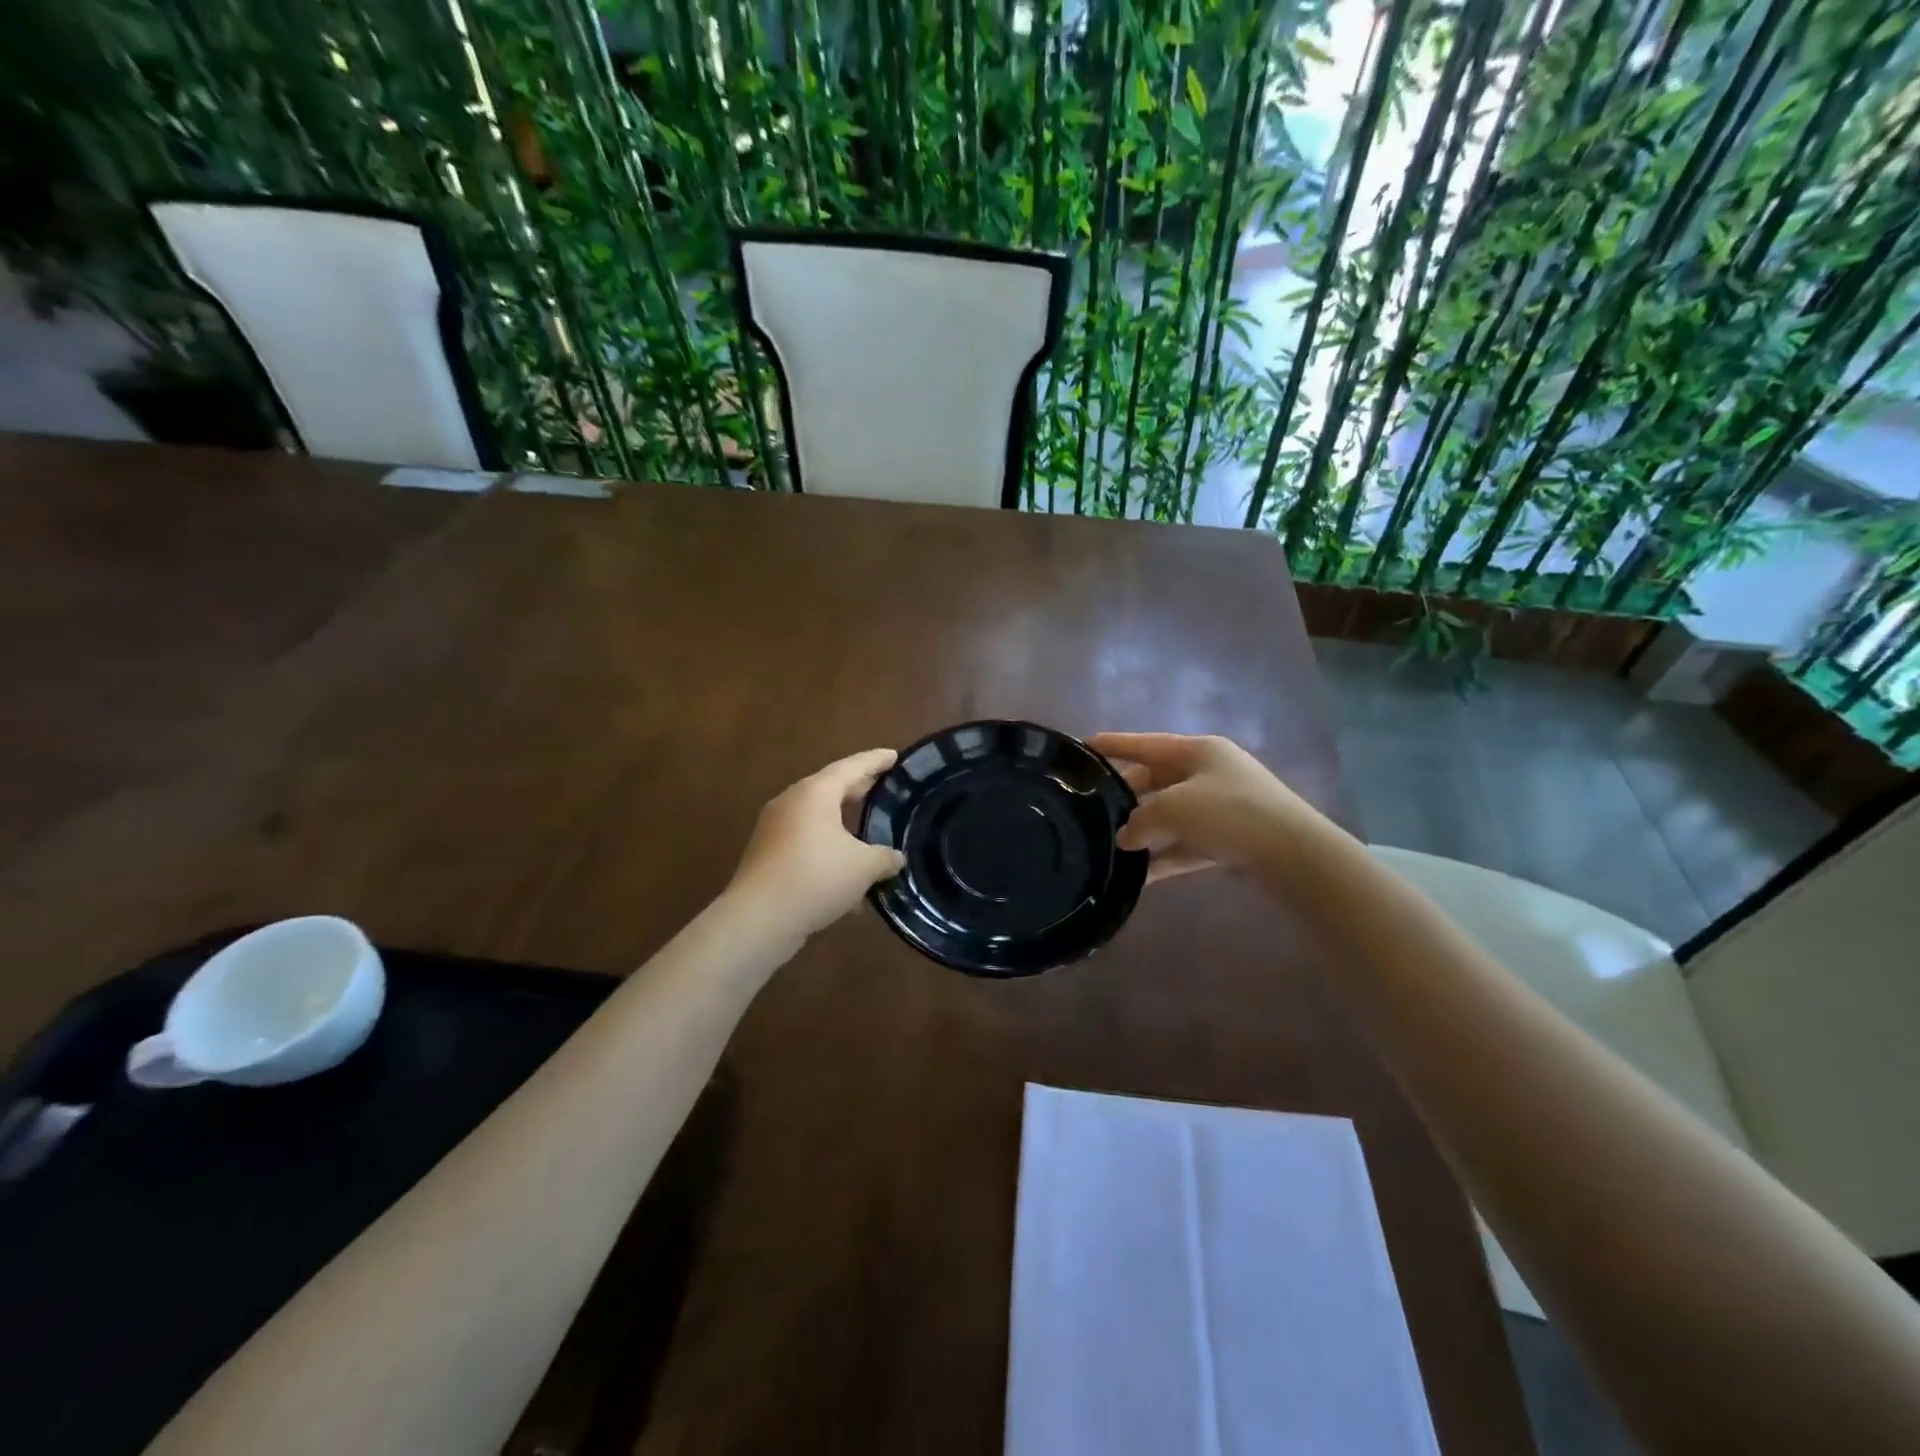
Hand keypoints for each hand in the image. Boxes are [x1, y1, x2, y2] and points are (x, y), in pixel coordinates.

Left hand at [727, 748, 906, 941]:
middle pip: (832, 787)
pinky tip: (846, 871)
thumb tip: (895, 857)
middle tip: (885, 787)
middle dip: (859, 788)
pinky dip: (828, 846)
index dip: (876, 761)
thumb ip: (884, 857)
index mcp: (816, 792)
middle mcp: (792, 802)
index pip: (852, 767)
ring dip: (843, 821)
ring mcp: (774, 828)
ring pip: (817, 816)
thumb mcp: (863, 867)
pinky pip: (806, 840)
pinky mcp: (767, 854)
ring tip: (867, 826)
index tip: (895, 755)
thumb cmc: (816, 877)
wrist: (758, 918)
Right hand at [1088, 732, 1324, 885]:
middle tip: (1092, 808)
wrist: (1294, 854)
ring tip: (1110, 845)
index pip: (1145, 743)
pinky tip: (1139, 876)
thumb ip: (1140, 820)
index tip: (1082, 746)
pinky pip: (1187, 844)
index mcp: (1197, 751)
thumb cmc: (1229, 813)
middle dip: (1126, 794)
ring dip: (1144, 830)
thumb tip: (1125, 837)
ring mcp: (1222, 806)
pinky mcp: (1230, 839)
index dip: (1113, 745)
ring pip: (1171, 814)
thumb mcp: (1174, 809)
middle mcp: (1209, 772)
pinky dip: (1165, 857)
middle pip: (1156, 779)